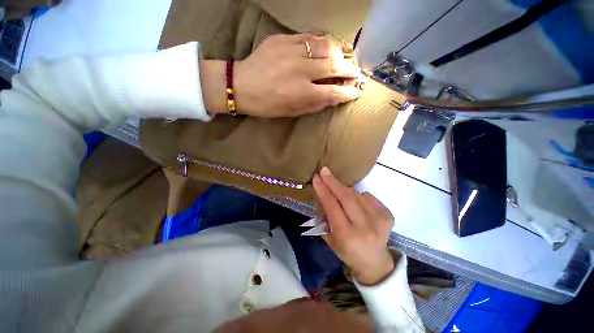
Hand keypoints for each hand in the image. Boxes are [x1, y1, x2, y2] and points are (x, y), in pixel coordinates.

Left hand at [200, 34, 361, 116]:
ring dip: (339, 53)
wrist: (241, 85)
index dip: (347, 92)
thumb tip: (333, 97)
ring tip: (344, 58)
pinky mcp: (283, 39)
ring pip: (325, 47)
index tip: (356, 91)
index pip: (333, 92)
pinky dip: (322, 42)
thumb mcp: (292, 111)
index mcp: (301, 94)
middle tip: (355, 72)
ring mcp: (292, 52)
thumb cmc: (267, 104)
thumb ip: (315, 104)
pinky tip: (326, 47)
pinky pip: (310, 37)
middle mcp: (300, 71)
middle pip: (333, 66)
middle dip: (349, 70)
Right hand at [313, 167, 395, 285]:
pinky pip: (368, 197)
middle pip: (346, 197)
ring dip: (344, 189)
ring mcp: (379, 220)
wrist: (375, 262)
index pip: (332, 206)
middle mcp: (364, 227)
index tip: (317, 179)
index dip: (323, 190)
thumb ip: (325, 217)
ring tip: (337, 188)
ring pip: (357, 194)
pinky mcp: (388, 215)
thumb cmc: (347, 252)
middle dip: (333, 182)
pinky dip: (358, 195)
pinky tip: (356, 202)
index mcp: (347, 236)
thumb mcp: (330, 239)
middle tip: (324, 171)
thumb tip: (323, 195)